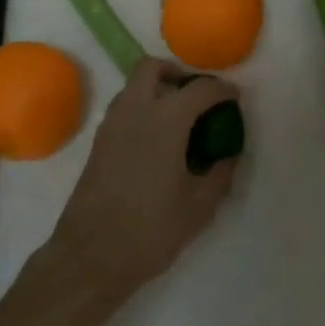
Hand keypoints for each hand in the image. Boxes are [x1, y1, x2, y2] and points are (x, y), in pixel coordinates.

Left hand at [45, 57, 238, 297]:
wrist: (91, 257)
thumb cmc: (150, 230)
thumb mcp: (199, 206)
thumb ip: (220, 173)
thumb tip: (228, 155)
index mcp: (166, 120)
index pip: (200, 89)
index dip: (222, 90)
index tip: (234, 99)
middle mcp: (136, 110)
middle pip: (153, 67)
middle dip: (178, 73)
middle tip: (196, 97)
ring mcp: (112, 124)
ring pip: (134, 85)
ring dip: (157, 89)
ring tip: (178, 119)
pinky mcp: (98, 142)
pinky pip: (124, 108)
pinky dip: (142, 109)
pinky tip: (156, 141)